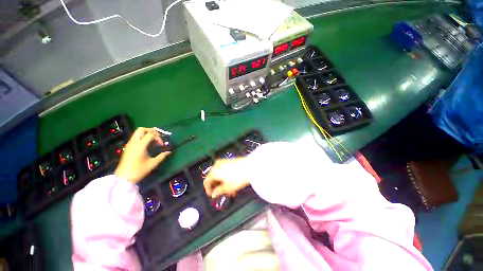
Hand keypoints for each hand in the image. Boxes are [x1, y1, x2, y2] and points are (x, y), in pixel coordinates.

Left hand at [114, 127, 169, 183]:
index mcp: (141, 145)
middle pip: (142, 129)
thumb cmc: (139, 170)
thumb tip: (169, 151)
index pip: (151, 134)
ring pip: (137, 133)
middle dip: (151, 131)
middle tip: (157, 137)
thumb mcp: (153, 163)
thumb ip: (162, 156)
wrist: (123, 177)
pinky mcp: (128, 147)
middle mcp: (134, 142)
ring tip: (153, 140)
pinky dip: (142, 137)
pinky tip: (146, 145)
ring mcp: (129, 144)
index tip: (162, 145)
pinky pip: (135, 137)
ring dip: (146, 134)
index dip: (159, 137)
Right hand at [204, 158, 249, 197]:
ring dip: (222, 182)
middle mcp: (217, 165)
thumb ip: (219, 191)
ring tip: (230, 190)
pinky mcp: (229, 160)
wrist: (250, 166)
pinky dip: (225, 176)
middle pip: (213, 177)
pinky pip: (224, 169)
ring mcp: (223, 162)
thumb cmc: (237, 178)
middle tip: (223, 193)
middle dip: (217, 186)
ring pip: (219, 173)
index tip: (212, 195)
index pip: (206, 181)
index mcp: (214, 171)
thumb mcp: (228, 187)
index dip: (208, 189)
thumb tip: (213, 194)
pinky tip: (232, 182)